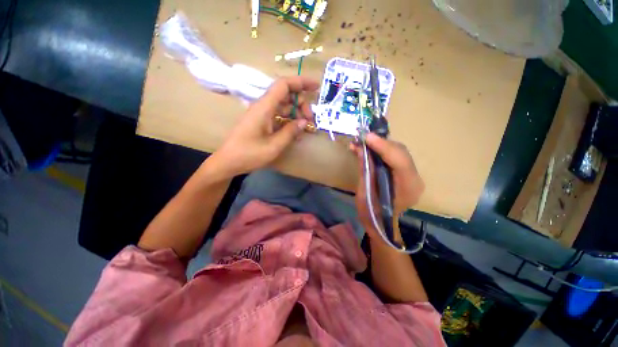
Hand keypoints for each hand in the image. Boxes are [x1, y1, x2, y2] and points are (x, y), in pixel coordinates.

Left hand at [211, 76, 318, 176]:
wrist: (228, 162)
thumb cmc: (249, 154)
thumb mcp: (274, 146)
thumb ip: (290, 132)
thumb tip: (304, 122)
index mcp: (264, 107)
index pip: (284, 85)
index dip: (301, 82)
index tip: (316, 87)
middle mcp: (263, 106)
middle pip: (286, 95)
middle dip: (301, 104)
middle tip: (310, 120)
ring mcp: (262, 114)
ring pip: (283, 106)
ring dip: (296, 113)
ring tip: (305, 127)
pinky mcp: (261, 122)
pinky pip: (278, 116)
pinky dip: (289, 121)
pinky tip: (295, 132)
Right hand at [350, 133, 424, 237]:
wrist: (382, 224)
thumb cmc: (372, 213)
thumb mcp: (364, 192)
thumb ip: (365, 169)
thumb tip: (360, 148)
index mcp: (407, 188)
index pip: (400, 161)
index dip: (383, 147)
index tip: (367, 137)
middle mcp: (414, 179)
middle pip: (401, 152)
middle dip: (381, 143)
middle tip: (362, 138)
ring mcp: (412, 175)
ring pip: (398, 151)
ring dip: (380, 145)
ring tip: (363, 142)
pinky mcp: (406, 172)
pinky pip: (394, 156)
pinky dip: (381, 150)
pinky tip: (370, 147)